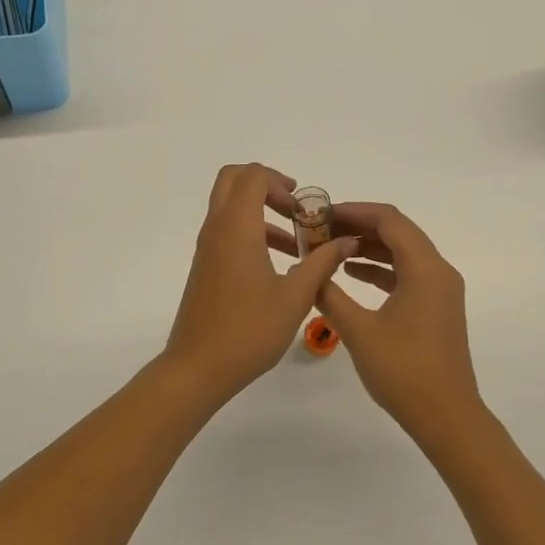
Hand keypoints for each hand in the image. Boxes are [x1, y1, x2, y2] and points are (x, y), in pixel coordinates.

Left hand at [164, 164, 358, 404]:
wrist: (197, 367)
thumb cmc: (249, 330)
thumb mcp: (295, 297)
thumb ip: (322, 263)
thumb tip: (347, 241)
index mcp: (236, 228)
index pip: (252, 177)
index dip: (279, 181)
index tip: (303, 205)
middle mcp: (216, 229)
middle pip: (233, 181)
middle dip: (266, 185)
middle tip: (294, 209)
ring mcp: (207, 248)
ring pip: (229, 207)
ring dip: (260, 211)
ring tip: (295, 243)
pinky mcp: (205, 266)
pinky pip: (226, 231)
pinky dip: (250, 232)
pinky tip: (278, 264)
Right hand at [316, 203, 487, 447]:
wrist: (446, 416)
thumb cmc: (403, 371)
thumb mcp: (358, 330)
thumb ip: (330, 294)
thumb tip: (308, 270)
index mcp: (426, 268)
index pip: (389, 220)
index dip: (354, 211)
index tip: (321, 214)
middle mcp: (439, 271)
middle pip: (398, 231)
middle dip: (359, 226)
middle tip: (321, 228)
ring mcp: (441, 290)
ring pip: (403, 252)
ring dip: (369, 246)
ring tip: (330, 248)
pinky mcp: (437, 307)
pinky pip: (408, 273)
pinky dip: (380, 268)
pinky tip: (352, 274)